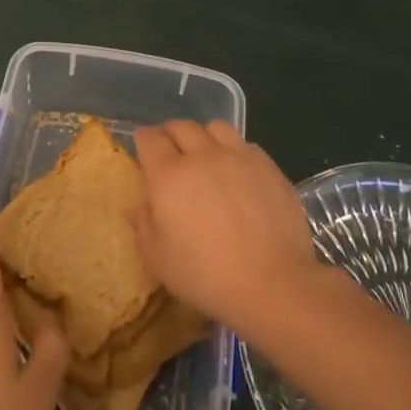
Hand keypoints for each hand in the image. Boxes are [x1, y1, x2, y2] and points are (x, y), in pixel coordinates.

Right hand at [131, 120, 322, 329]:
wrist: (272, 283)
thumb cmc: (205, 275)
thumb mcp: (157, 258)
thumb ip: (142, 224)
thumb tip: (138, 205)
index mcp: (169, 175)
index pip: (149, 138)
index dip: (143, 140)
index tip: (143, 151)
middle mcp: (203, 156)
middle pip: (182, 126)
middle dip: (170, 134)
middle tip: (171, 153)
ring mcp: (239, 158)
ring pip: (217, 127)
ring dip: (205, 136)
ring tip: (207, 156)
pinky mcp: (269, 168)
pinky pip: (246, 145)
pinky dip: (236, 152)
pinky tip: (239, 174)